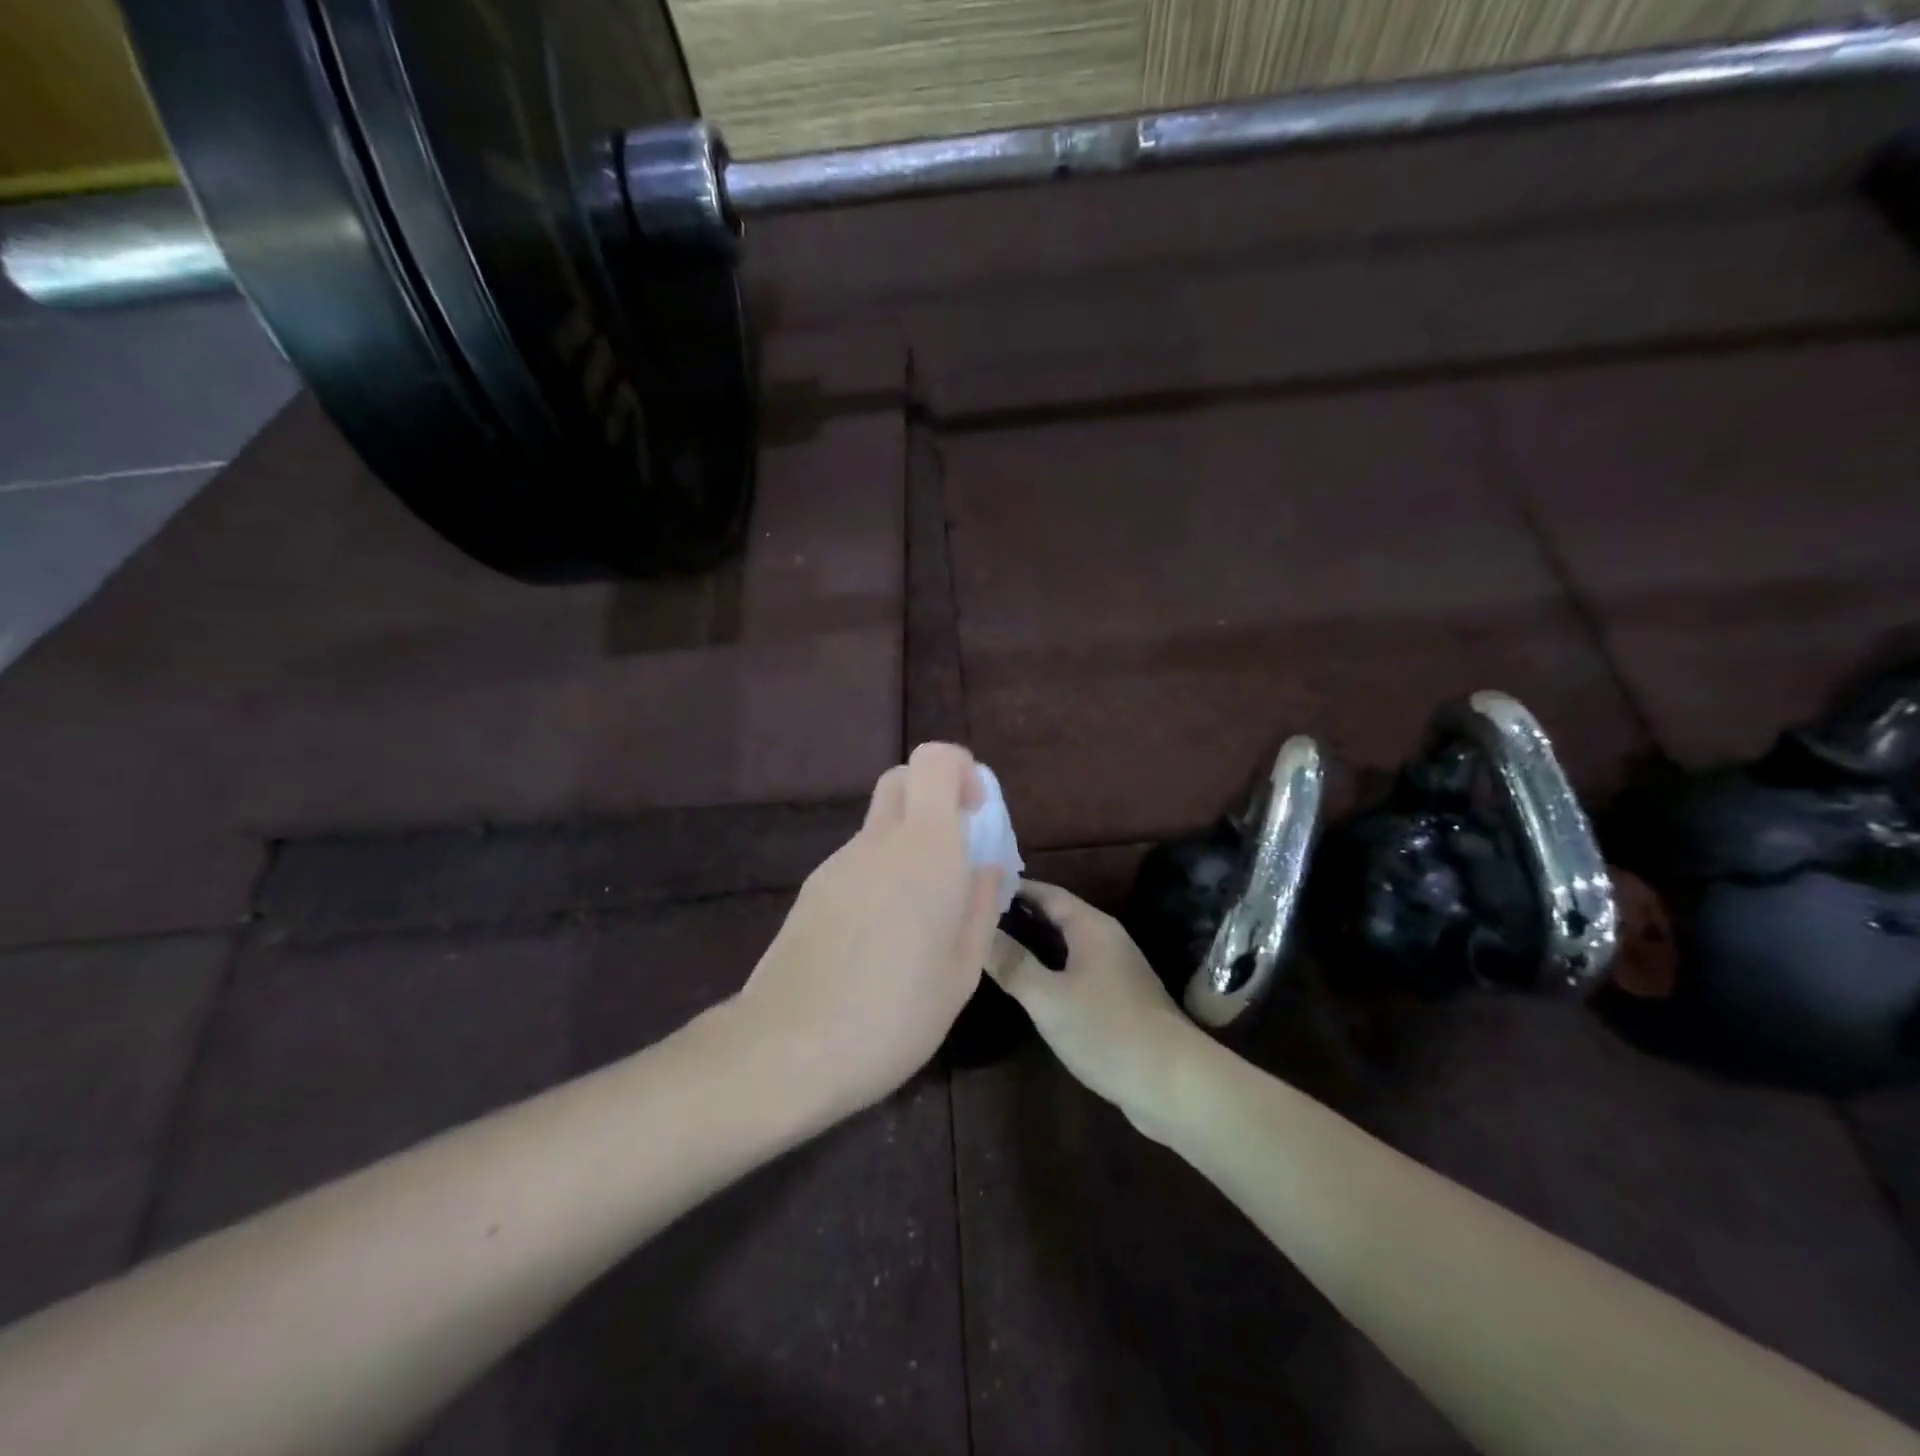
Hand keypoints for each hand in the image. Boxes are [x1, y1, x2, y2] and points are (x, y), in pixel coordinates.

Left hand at [735, 743, 1002, 1118]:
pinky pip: (857, 863)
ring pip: (880, 826)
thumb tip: (984, 868)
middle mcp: (879, 842)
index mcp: (926, 850)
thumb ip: (979, 908)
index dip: (961, 771)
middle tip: (954, 852)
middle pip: (902, 780)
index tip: (976, 813)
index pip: (934, 760)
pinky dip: (879, 876)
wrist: (787, 1049)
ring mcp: (838, 864)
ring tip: (920, 918)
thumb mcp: (961, 971)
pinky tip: (881, 939)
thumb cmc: (894, 1014)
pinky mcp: (812, 890)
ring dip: (907, 846)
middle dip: (934, 797)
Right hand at [986, 881, 1206, 1138]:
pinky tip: (1030, 983)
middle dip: (1020, 914)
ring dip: (1035, 942)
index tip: (975, 886)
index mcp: (1092, 927)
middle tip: (976, 916)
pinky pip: (1076, 968)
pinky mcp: (1119, 998)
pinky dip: (1051, 966)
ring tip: (994, 945)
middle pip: (1058, 915)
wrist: (1172, 1083)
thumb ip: (1013, 963)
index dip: (1013, 888)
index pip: (1047, 892)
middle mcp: (1106, 939)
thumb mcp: (1048, 997)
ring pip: (1067, 944)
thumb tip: (977, 930)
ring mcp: (1116, 969)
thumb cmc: (1106, 1030)